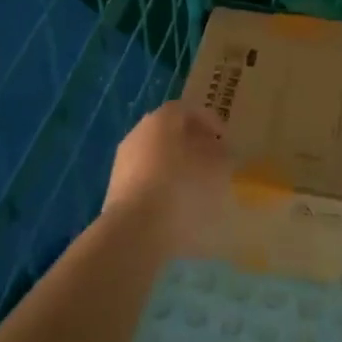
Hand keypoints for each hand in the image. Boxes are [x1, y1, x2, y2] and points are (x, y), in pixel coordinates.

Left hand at [103, 101, 229, 256]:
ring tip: (196, 186)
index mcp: (162, 119)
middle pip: (170, 131)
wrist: (135, 231)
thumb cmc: (181, 190)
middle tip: (212, 160)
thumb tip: (219, 152)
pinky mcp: (116, 188)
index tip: (225, 140)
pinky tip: (176, 205)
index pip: (189, 110)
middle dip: (192, 143)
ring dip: (176, 165)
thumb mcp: (216, 170)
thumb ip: (221, 155)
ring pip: (156, 155)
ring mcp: (124, 160)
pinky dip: (162, 185)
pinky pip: (146, 178)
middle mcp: (139, 132)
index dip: (210, 122)